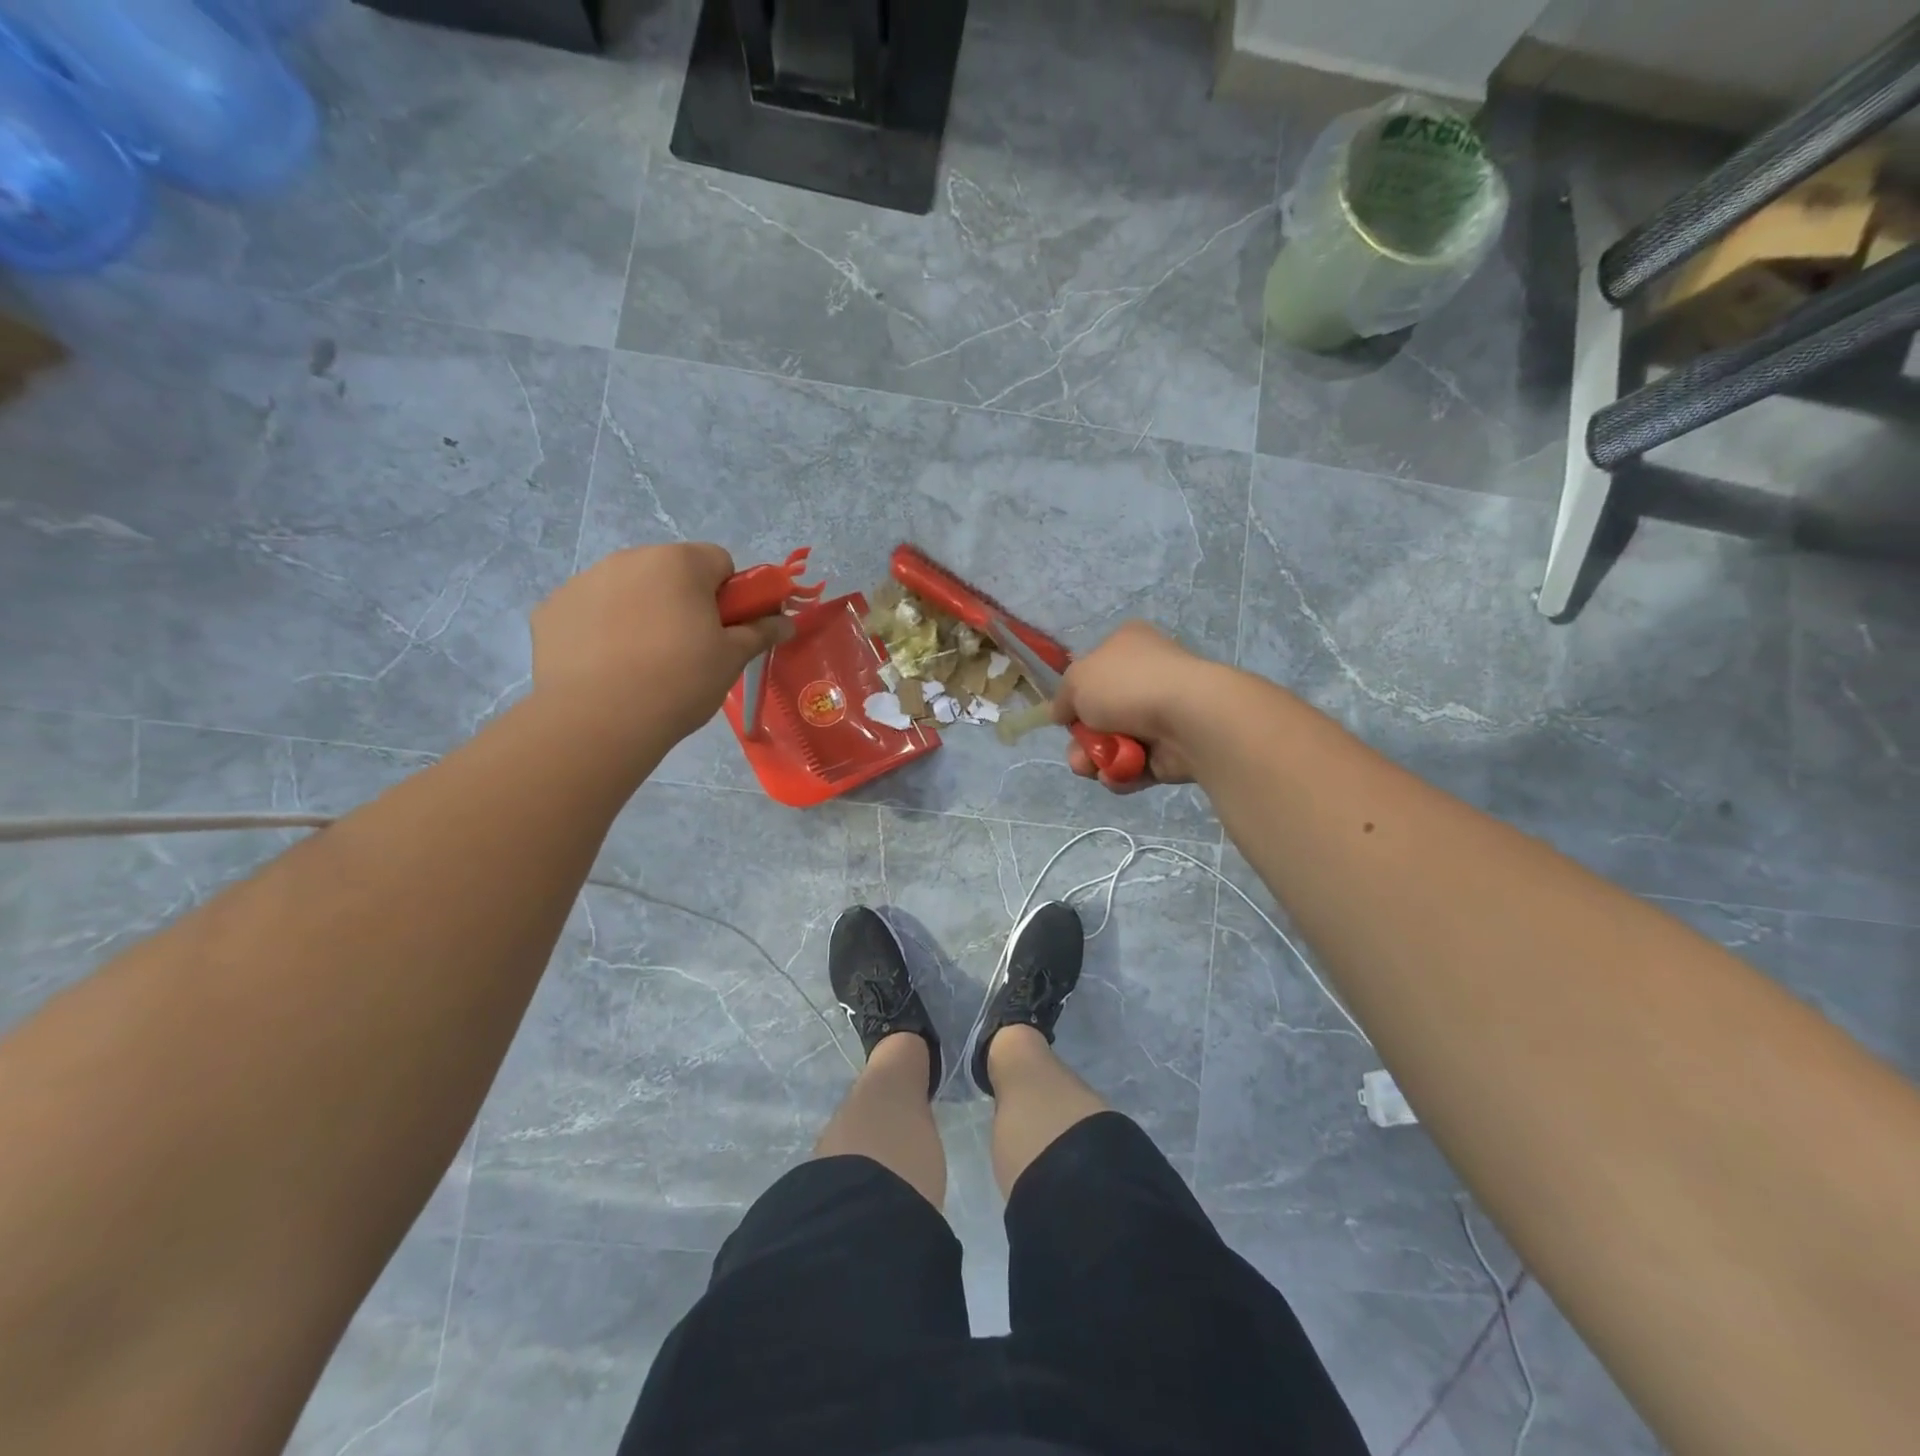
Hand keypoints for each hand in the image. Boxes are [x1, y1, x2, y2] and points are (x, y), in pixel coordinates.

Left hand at [531, 543, 792, 744]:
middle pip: (670, 571)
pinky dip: (601, 630)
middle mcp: (629, 558)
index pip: (719, 561)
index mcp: (679, 563)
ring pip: (628, 589)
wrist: (599, 720)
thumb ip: (760, 632)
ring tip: (644, 664)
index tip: (725, 630)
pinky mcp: (551, 609)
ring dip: (642, 612)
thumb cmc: (679, 682)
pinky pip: (589, 611)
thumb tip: (787, 622)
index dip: (729, 595)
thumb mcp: (731, 659)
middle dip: (683, 601)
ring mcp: (584, 581)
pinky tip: (607, 668)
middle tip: (688, 650)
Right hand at [1052, 622, 1221, 792]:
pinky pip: (1137, 765)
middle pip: (1100, 714)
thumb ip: (1062, 698)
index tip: (1065, 716)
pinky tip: (1117, 775)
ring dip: (1097, 760)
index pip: (1093, 670)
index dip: (1076, 696)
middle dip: (1082, 740)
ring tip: (1093, 768)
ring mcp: (1163, 713)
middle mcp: (1147, 676)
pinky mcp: (1174, 749)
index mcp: (1128, 645)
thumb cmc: (1127, 685)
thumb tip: (1062, 714)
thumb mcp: (1076, 680)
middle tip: (1078, 754)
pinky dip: (1122, 774)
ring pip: (1115, 743)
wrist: (1186, 716)